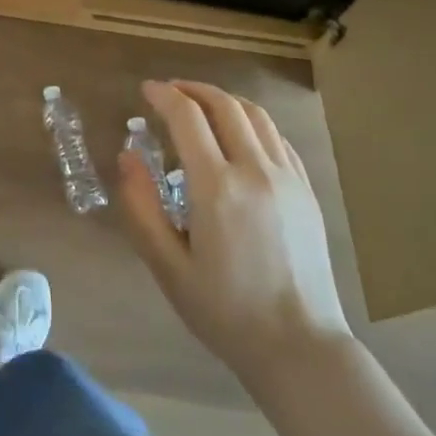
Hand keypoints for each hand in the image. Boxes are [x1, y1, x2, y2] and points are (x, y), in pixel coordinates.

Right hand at [116, 80, 349, 381]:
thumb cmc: (224, 311)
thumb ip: (141, 207)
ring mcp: (288, 178)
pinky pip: (278, 139)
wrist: (299, 346)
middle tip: (170, 92)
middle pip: (225, 105)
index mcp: (217, 187)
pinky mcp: (307, 191)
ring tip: (202, 105)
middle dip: (193, 90)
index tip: (146, 90)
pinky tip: (240, 136)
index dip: (164, 96)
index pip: (187, 117)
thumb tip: (127, 157)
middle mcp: (256, 170)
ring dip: (225, 100)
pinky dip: (253, 123)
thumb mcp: (168, 266)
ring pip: (256, 115)